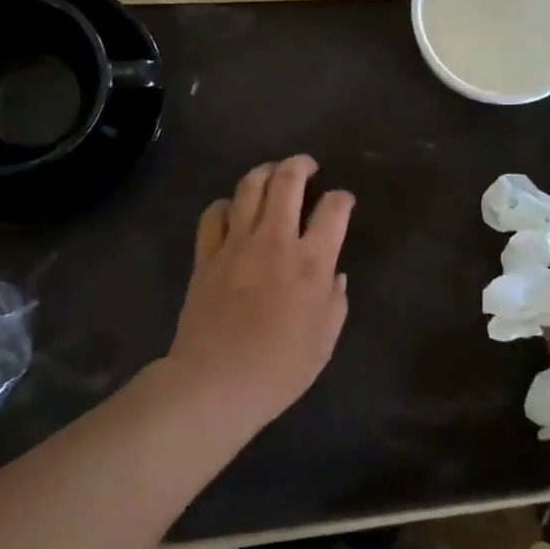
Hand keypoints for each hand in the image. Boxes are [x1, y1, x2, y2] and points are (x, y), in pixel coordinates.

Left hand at [165, 155, 354, 429]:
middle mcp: (275, 240)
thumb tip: (335, 274)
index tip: (343, 201)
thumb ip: (336, 300)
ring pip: (249, 186)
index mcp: (312, 260)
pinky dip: (226, 205)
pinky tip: (233, 211)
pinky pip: (214, 214)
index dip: (343, 198)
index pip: (334, 208)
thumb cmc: (280, 368)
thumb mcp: (325, 340)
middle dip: (301, 165)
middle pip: (288, 181)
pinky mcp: (206, 255)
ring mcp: (237, 243)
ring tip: (272, 174)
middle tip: (307, 166)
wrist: (216, 383)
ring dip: (264, 172)